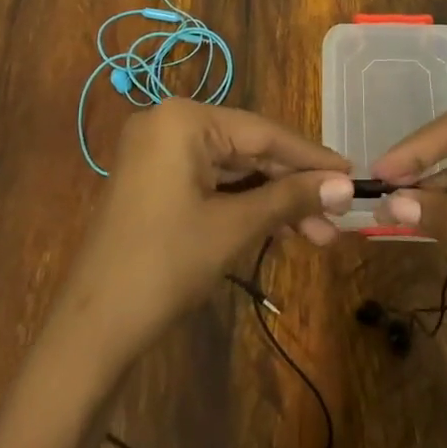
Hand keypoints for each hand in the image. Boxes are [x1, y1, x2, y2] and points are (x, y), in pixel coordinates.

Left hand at [55, 100, 353, 360]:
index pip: (263, 132)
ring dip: (274, 202)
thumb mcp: (234, 227)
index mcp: (184, 120)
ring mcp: (159, 154)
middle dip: (294, 188)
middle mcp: (169, 125)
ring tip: (319, 237)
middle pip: (249, 150)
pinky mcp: (155, 183)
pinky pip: (211, 184)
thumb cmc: (166, 264)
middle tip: (339, 219)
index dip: (311, 157)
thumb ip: (290, 199)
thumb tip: (346, 186)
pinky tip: (280, 228)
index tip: (353, 173)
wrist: (93, 328)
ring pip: (233, 171)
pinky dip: (245, 206)